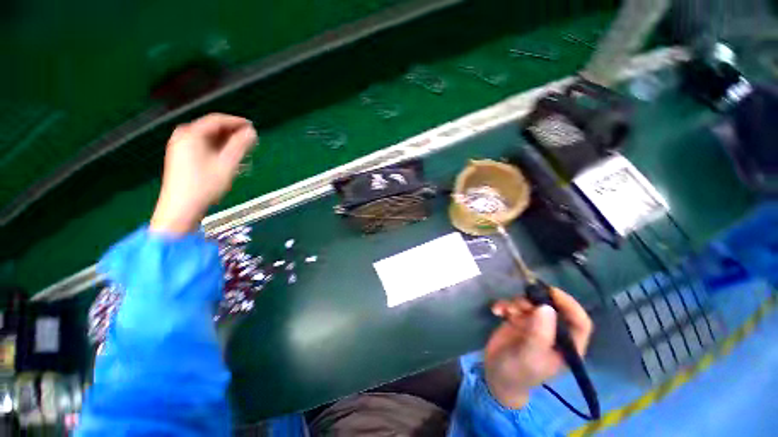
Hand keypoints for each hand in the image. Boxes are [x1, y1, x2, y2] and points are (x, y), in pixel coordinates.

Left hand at [150, 113, 256, 233]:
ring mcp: (180, 147)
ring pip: (208, 138)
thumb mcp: (227, 164)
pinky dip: (218, 149)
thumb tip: (252, 132)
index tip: (253, 127)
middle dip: (232, 133)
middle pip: (212, 128)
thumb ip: (240, 146)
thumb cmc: (205, 185)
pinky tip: (228, 158)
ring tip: (243, 150)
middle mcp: (183, 136)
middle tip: (250, 140)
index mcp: (191, 134)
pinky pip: (203, 146)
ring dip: (227, 142)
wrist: (181, 208)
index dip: (236, 122)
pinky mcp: (182, 157)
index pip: (217, 120)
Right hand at [484, 287, 592, 408]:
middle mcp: (553, 333)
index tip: (551, 292)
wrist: (495, 375)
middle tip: (519, 304)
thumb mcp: (529, 357)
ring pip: (531, 303)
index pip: (579, 322)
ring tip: (506, 311)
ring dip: (516, 303)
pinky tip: (496, 311)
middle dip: (535, 302)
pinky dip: (504, 305)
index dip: (570, 305)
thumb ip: (539, 334)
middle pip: (551, 308)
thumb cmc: (517, 372)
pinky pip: (513, 305)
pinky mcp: (517, 320)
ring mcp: (534, 325)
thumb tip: (547, 307)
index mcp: (566, 345)